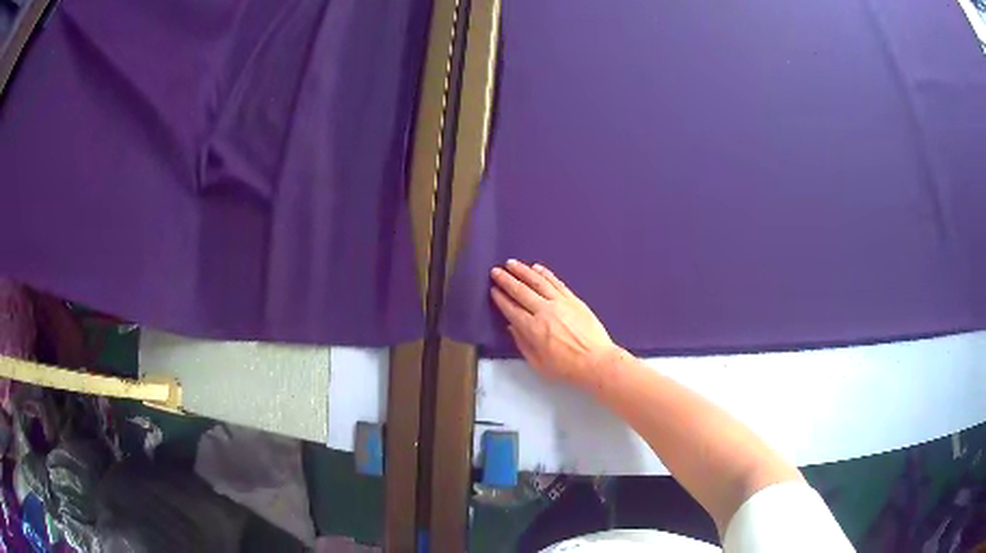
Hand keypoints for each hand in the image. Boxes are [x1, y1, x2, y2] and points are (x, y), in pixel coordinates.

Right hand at [490, 260, 618, 386]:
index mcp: (533, 329)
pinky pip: (556, 282)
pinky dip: (545, 273)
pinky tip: (536, 268)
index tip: (493, 289)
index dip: (500, 299)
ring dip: (523, 271)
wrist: (596, 361)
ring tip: (512, 263)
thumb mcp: (538, 364)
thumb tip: (512, 327)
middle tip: (495, 271)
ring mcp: (560, 302)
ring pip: (538, 282)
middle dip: (506, 280)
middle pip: (521, 291)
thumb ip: (523, 344)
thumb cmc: (566, 368)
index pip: (511, 309)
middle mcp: (544, 311)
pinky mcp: (573, 299)